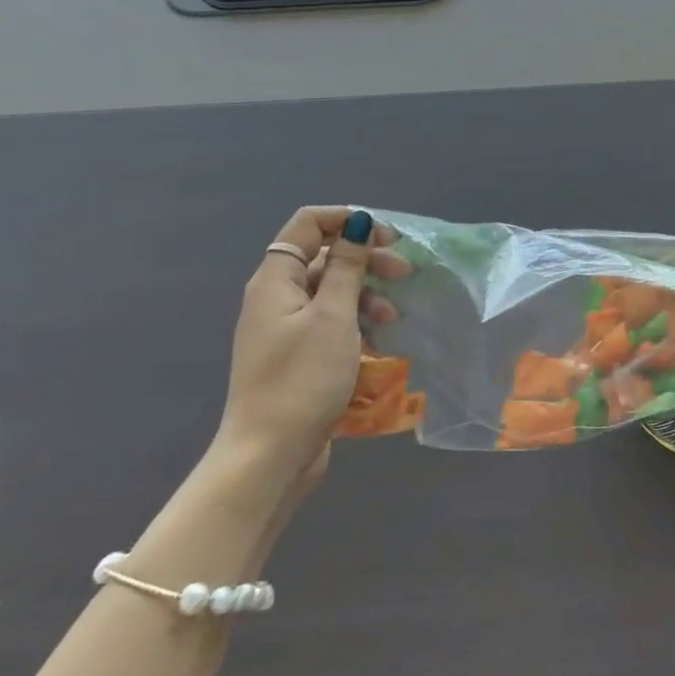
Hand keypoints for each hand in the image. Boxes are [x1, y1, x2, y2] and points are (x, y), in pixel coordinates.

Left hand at [213, 206, 410, 490]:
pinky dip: (357, 322)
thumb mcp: (334, 316)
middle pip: (325, 257)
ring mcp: (286, 328)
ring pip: (332, 291)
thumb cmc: (302, 379)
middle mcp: (277, 297)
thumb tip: (359, 222)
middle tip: (405, 273)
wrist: (269, 455)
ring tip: (394, 317)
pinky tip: (380, 341)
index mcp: (276, 279)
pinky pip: (331, 322)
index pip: (308, 224)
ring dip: (367, 294)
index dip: (348, 220)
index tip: (386, 237)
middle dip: (366, 259)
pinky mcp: (298, 356)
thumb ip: (348, 267)